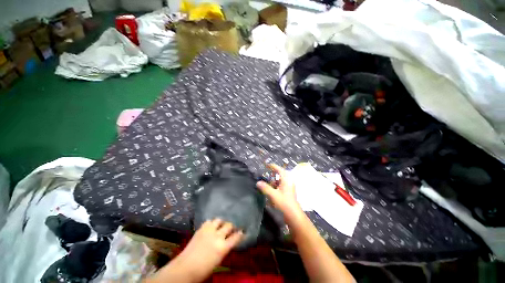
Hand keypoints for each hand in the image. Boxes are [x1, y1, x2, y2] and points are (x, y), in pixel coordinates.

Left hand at [172, 219, 242, 281]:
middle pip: (229, 225)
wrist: (185, 268)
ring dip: (221, 223)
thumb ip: (224, 249)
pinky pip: (209, 221)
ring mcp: (209, 230)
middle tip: (231, 228)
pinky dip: (211, 223)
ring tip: (220, 225)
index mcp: (223, 247)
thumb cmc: (203, 270)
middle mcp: (218, 236)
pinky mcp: (201, 228)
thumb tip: (228, 242)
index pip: (236, 237)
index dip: (240, 233)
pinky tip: (211, 226)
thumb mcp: (218, 261)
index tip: (242, 231)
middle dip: (231, 226)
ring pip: (219, 220)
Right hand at [256, 164, 301, 216]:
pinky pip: (281, 186)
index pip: (279, 169)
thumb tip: (258, 182)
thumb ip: (265, 188)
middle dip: (273, 175)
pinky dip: (276, 187)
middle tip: (266, 175)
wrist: (294, 215)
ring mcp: (289, 187)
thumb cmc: (284, 203)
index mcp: (286, 179)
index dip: (273, 166)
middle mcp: (288, 181)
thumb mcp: (273, 195)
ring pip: (280, 181)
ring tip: (268, 185)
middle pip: (280, 174)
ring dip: (274, 182)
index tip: (266, 165)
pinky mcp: (288, 192)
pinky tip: (272, 192)